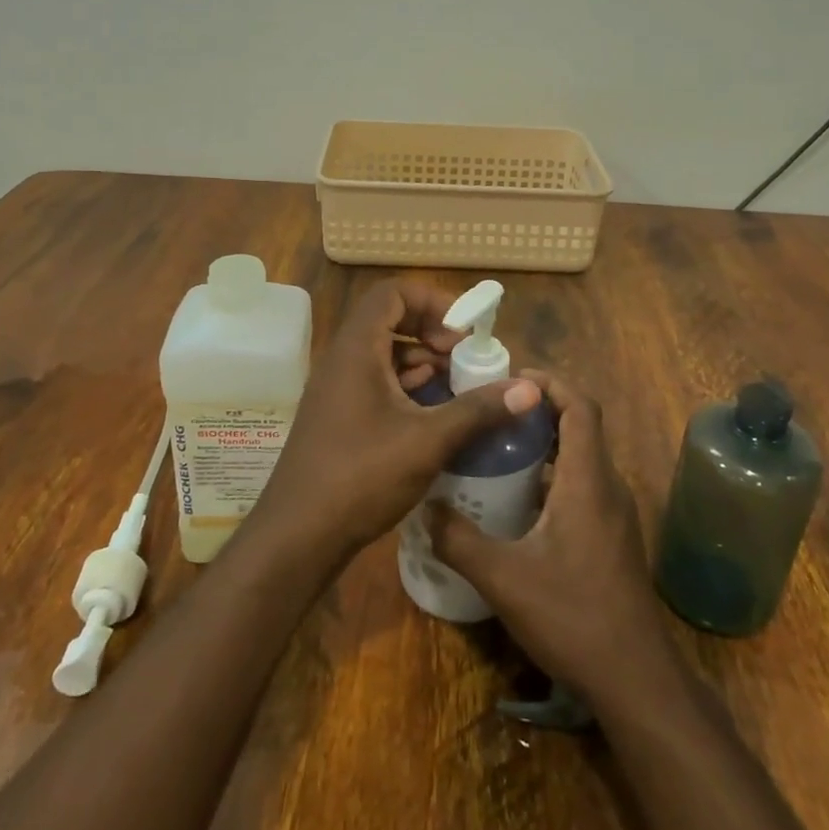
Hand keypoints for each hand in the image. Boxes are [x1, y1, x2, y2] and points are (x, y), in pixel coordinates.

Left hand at [248, 277, 542, 564]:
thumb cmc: (361, 476)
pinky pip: (375, 382)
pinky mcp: (338, 416)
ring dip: (421, 360)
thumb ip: (478, 410)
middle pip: (388, 320)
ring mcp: (336, 390)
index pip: (392, 293)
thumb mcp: (428, 441)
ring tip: (456, 384)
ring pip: (382, 354)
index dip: (432, 301)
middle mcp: (342, 360)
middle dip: (431, 331)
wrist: (298, 536)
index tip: (463, 330)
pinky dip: (406, 386)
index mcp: (356, 350)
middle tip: (464, 356)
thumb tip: (530, 388)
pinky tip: (432, 413)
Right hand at [427, 373, 671, 700]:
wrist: (635, 680)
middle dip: (540, 411)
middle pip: (580, 428)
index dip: (551, 383)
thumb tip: (425, 507)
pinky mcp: (612, 538)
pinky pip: (583, 486)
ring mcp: (614, 515)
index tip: (512, 378)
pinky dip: (553, 476)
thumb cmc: (573, 616)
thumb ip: (459, 540)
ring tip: (497, 449)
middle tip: (493, 412)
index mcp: (587, 481)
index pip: (580, 407)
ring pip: (581, 459)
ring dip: (545, 445)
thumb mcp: (504, 578)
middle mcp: (607, 487)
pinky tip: (518, 502)